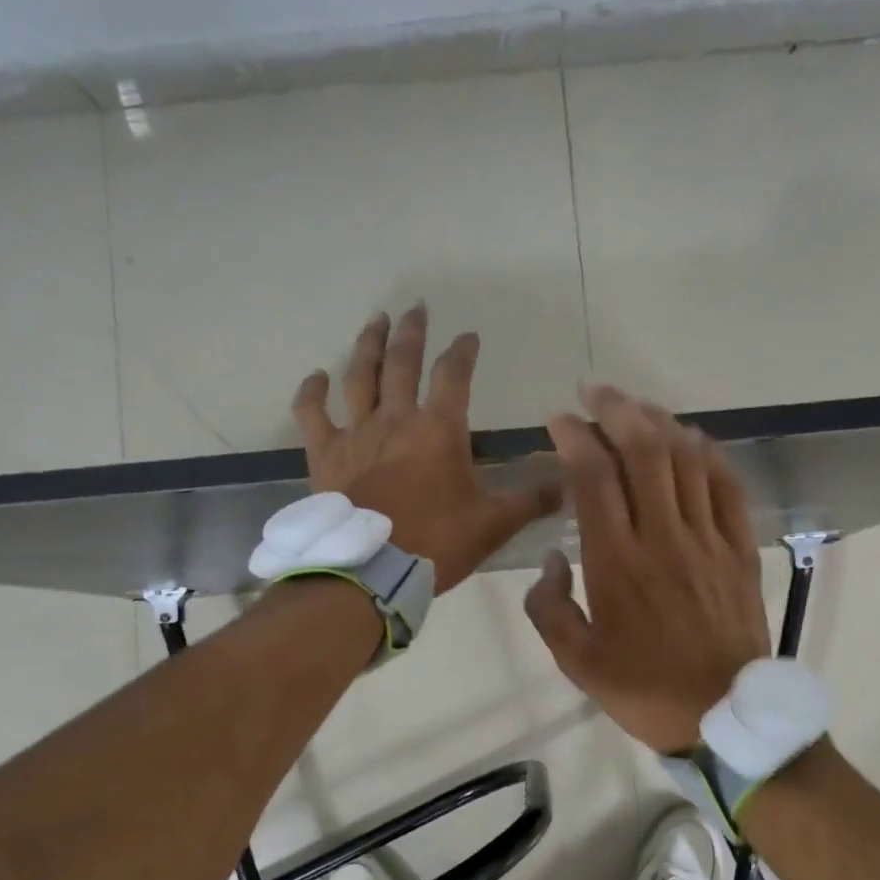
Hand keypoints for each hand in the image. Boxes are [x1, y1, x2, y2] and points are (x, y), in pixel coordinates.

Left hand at [293, 305, 558, 592]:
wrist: (372, 572)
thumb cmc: (437, 544)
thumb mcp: (494, 524)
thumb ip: (530, 500)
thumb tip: (568, 484)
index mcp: (439, 430)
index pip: (454, 375)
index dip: (463, 351)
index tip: (469, 336)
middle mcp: (396, 419)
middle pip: (402, 362)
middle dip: (412, 332)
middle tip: (416, 308)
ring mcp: (356, 434)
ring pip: (359, 376)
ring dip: (368, 344)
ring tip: (375, 320)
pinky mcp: (325, 455)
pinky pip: (312, 413)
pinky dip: (312, 391)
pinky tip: (316, 376)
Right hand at [523, 384, 770, 752]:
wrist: (721, 715)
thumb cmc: (642, 690)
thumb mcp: (575, 662)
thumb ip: (549, 607)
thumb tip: (554, 559)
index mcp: (617, 563)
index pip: (594, 477)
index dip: (574, 437)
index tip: (558, 421)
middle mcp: (663, 538)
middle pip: (643, 450)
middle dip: (615, 409)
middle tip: (594, 392)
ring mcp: (708, 540)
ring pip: (686, 458)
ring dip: (659, 421)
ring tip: (635, 408)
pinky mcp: (739, 549)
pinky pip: (727, 485)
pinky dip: (708, 453)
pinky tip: (692, 438)